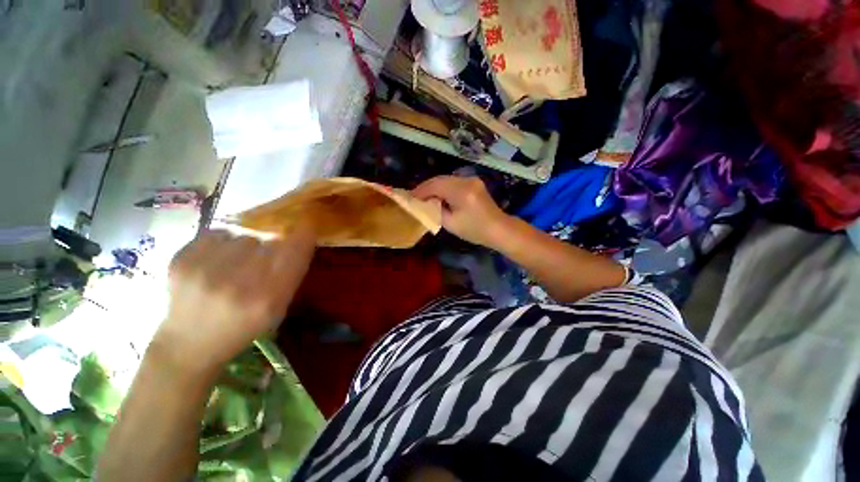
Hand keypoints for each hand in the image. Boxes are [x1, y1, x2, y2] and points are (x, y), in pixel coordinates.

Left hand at [153, 223, 315, 373]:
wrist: (188, 342)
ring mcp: (204, 271)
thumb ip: (292, 273)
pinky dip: (225, 240)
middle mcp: (238, 284)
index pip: (295, 250)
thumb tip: (299, 236)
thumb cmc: (244, 326)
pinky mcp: (181, 260)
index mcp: (268, 298)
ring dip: (250, 242)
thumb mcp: (280, 308)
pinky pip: (218, 232)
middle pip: (270, 239)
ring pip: (245, 234)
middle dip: (274, 244)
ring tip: (240, 259)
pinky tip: (220, 256)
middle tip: (266, 257)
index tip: (307, 227)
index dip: (303, 234)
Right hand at [412, 175, 509, 247]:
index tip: (409, 197)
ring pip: (446, 179)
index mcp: (461, 191)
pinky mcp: (474, 183)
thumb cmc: (475, 230)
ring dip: (434, 187)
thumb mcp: (451, 224)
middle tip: (415, 197)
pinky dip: (444, 188)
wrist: (499, 229)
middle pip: (440, 179)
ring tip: (424, 197)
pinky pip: (454, 182)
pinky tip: (438, 196)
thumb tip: (424, 203)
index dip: (420, 190)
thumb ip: (435, 211)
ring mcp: (472, 180)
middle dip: (426, 187)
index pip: (435, 185)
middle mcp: (467, 181)